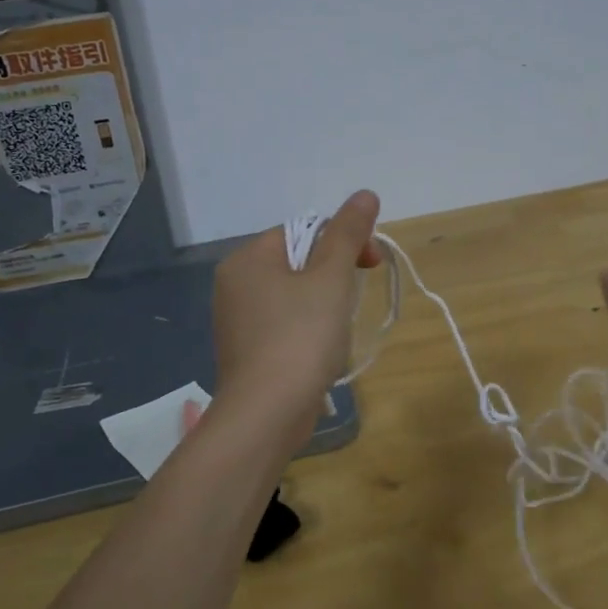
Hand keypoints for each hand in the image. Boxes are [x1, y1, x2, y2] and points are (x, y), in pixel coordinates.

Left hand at [210, 190, 383, 441]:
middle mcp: (235, 284)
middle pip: (298, 262)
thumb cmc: (300, 337)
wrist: (266, 414)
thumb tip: (365, 194)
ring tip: (337, 333)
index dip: (343, 242)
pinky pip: (284, 325)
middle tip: (354, 302)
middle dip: (335, 277)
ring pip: (294, 296)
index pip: (304, 230)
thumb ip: (348, 234)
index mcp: (248, 259)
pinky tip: (320, 353)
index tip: (372, 264)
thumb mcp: (331, 278)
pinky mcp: (247, 351)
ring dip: (325, 306)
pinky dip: (308, 331)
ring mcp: (237, 321)